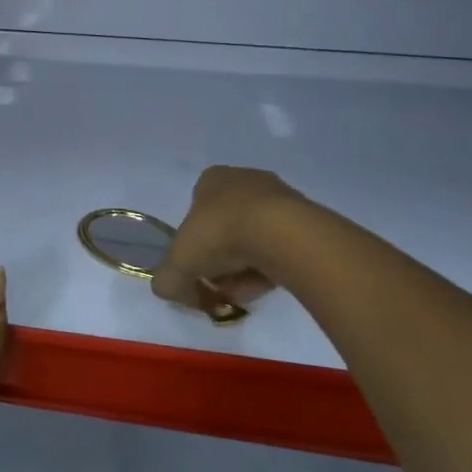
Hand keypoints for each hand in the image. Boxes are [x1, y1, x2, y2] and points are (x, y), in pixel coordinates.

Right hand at [152, 166, 307, 314]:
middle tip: (218, 285)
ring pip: (253, 239)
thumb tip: (169, 289)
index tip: (196, 268)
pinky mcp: (305, 219)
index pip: (195, 210)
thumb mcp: (178, 263)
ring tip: (242, 293)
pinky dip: (269, 268)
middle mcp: (245, 180)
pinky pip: (280, 247)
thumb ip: (166, 279)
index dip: (192, 243)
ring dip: (244, 268)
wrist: (282, 234)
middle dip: (220, 259)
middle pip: (225, 226)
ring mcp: (279, 198)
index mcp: (212, 179)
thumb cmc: (220, 235)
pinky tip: (265, 287)